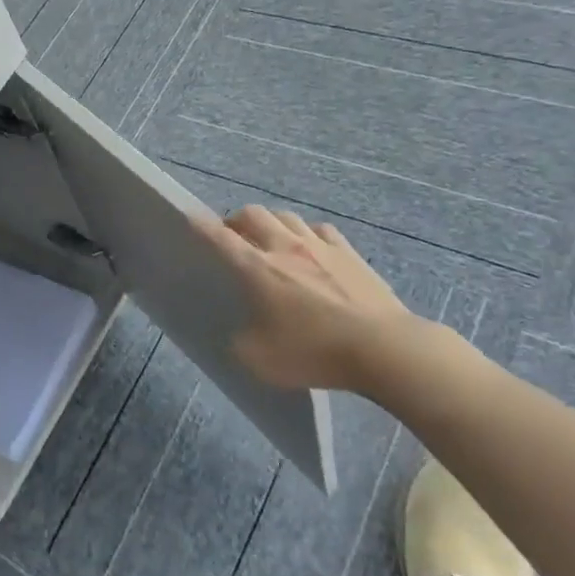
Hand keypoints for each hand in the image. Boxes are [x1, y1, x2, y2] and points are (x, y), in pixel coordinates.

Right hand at [192, 205, 429, 393]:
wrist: (385, 348)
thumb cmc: (317, 353)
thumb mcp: (263, 361)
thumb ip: (243, 343)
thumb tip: (241, 334)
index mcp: (257, 269)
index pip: (220, 238)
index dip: (200, 225)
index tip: (189, 216)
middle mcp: (284, 247)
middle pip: (253, 214)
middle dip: (236, 220)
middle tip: (233, 235)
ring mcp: (320, 246)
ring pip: (286, 216)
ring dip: (271, 222)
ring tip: (270, 238)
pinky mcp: (349, 252)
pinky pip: (319, 229)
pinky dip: (306, 233)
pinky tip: (311, 247)